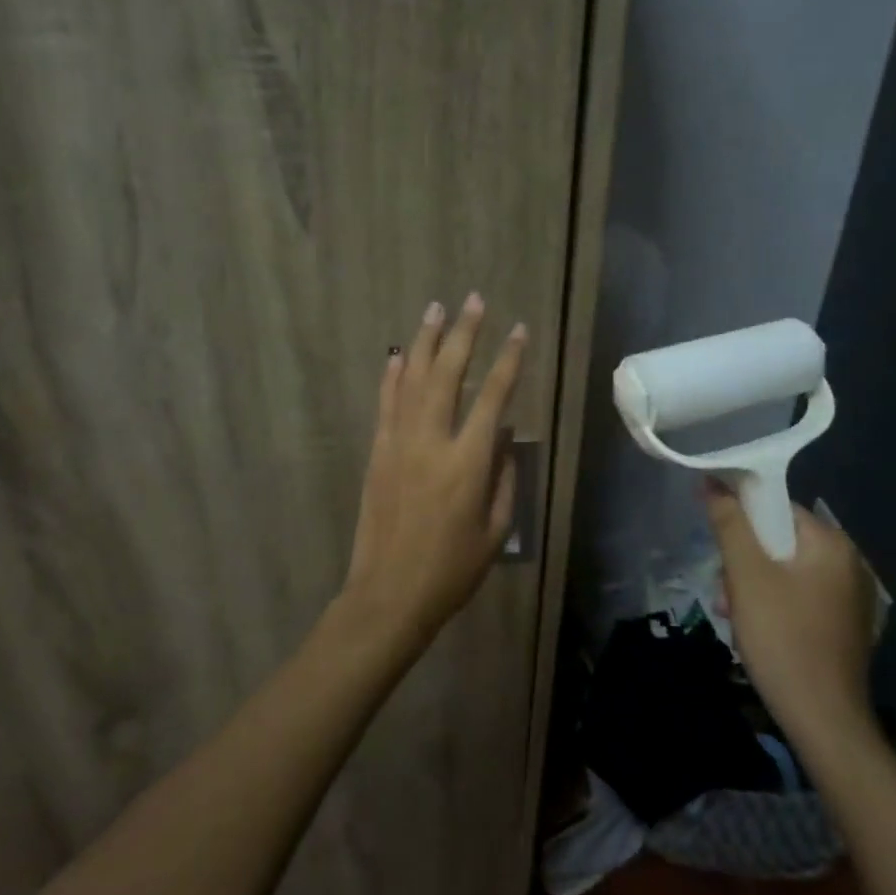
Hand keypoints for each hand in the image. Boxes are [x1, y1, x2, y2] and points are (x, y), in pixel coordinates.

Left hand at [340, 293, 527, 645]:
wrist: (389, 594)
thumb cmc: (452, 570)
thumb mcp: (496, 531)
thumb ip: (505, 478)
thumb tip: (506, 436)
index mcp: (468, 462)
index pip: (493, 397)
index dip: (508, 360)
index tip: (518, 330)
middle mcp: (432, 441)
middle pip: (448, 373)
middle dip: (463, 333)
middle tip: (473, 300)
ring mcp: (398, 443)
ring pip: (412, 380)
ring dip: (425, 341)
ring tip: (435, 309)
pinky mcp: (377, 453)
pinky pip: (385, 404)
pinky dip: (392, 376)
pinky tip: (397, 355)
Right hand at [704, 482, 877, 744]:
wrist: (823, 720)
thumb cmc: (783, 638)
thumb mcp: (746, 576)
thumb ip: (729, 524)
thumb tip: (713, 481)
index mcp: (832, 544)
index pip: (777, 509)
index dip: (741, 521)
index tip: (718, 547)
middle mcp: (849, 563)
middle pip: (780, 541)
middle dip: (745, 561)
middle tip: (726, 591)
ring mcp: (851, 597)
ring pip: (786, 572)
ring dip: (754, 586)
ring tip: (734, 614)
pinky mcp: (845, 625)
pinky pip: (800, 596)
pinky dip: (774, 604)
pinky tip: (756, 630)